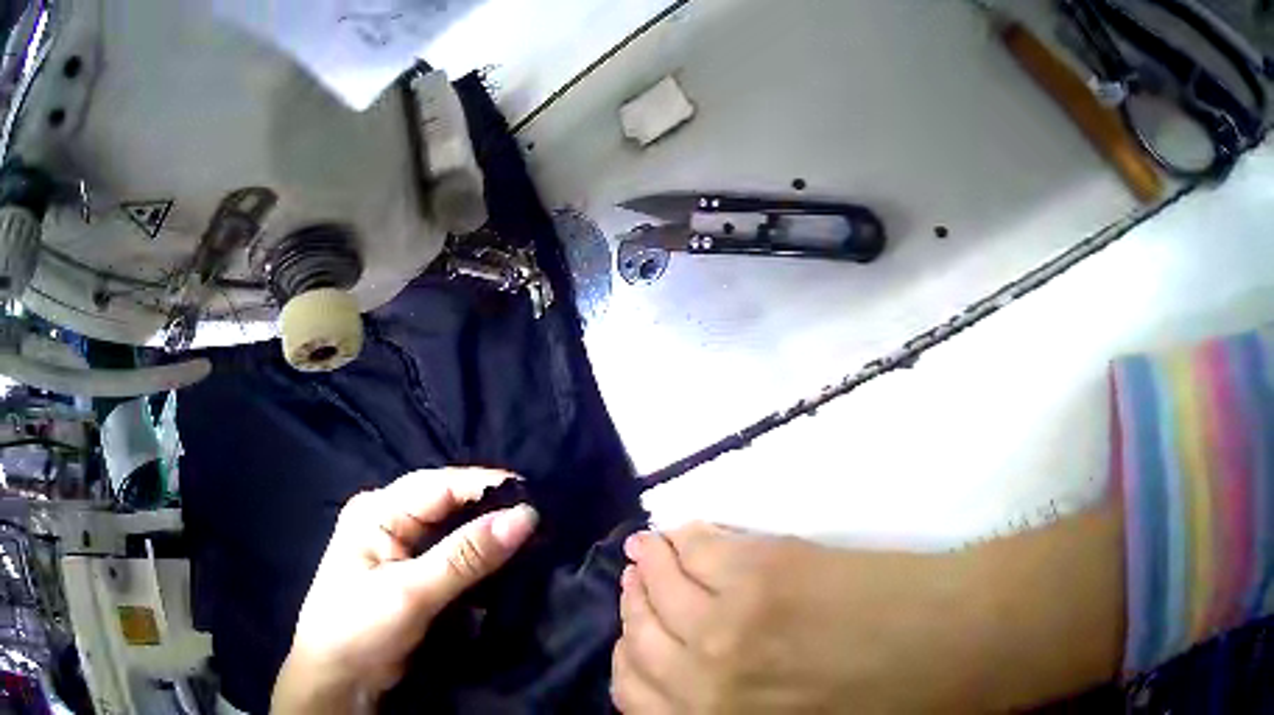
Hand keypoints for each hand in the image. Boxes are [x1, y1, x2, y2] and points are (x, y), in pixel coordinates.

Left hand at [272, 468, 537, 713]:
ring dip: (490, 543)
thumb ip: (466, 556)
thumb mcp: (412, 592)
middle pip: (450, 507)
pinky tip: (510, 570)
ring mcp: (402, 551)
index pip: (441, 485)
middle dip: (493, 514)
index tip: (540, 500)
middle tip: (545, 524)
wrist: (339, 678)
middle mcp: (390, 521)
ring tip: (538, 544)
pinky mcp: (415, 579)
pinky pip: (455, 563)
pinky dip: (480, 567)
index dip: (489, 488)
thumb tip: (525, 517)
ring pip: (456, 535)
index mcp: (378, 510)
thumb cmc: (361, 627)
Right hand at [612, 524, 963, 713]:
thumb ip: (731, 714)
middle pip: (639, 639)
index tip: (630, 643)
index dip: (627, 664)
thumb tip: (696, 683)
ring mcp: (731, 622)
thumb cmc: (887, 704)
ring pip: (659, 588)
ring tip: (648, 551)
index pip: (632, 696)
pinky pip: (700, 548)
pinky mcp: (766, 570)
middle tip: (635, 586)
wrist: (958, 645)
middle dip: (632, 611)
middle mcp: (705, 682)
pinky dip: (682, 538)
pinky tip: (681, 534)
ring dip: (647, 567)